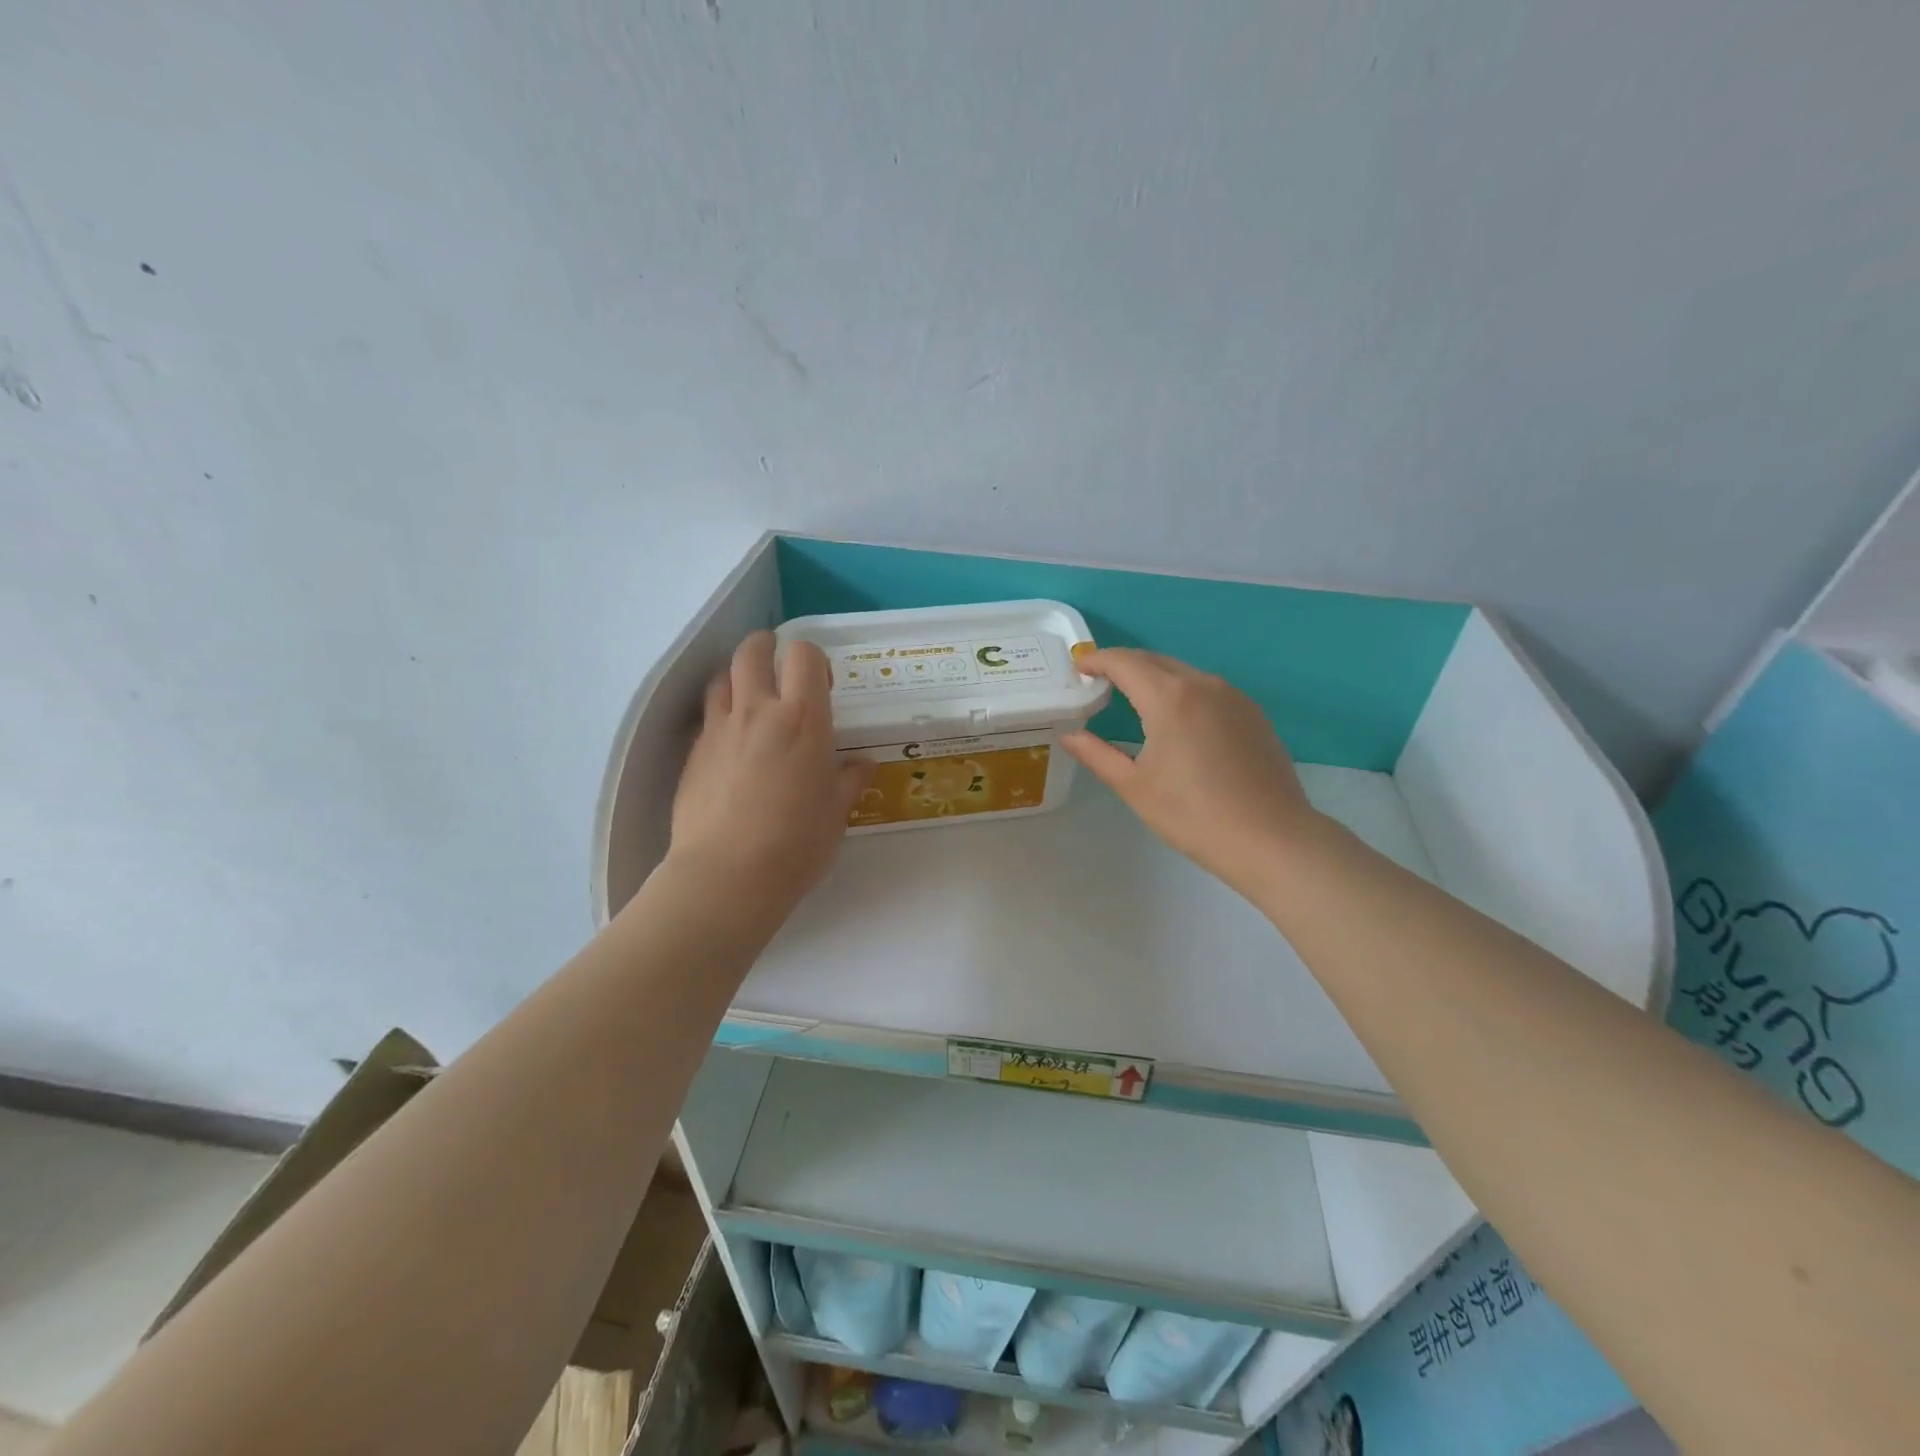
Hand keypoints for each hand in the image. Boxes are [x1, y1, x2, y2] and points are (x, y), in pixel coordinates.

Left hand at [667, 632, 870, 914]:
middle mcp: (758, 711)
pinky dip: (721, 716)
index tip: (821, 683)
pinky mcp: (692, 753)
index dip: (813, 658)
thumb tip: (863, 763)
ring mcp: (719, 729)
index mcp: (802, 719)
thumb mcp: (836, 813)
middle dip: (767, 647)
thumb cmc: (796, 844)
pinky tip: (732, 745)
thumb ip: (849, 779)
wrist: (726, 877)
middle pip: (751, 650)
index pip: (804, 654)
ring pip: (721, 676)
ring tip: (752, 701)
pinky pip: (707, 717)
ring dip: (738, 678)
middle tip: (780, 669)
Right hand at [1060, 648, 1322, 900]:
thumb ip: (1096, 754)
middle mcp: (1203, 684)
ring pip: (1184, 673)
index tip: (1078, 667)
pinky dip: (1183, 692)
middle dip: (1124, 665)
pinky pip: (1208, 690)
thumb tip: (1069, 735)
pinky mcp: (1253, 714)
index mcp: (1170, 697)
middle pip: (1154, 661)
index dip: (1097, 660)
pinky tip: (1177, 719)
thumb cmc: (1193, 815)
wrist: (1271, 838)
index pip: (1124, 663)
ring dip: (1154, 677)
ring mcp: (1234, 697)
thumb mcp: (1134, 786)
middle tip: (1099, 680)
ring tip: (1133, 698)